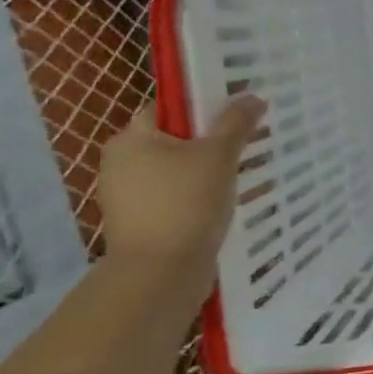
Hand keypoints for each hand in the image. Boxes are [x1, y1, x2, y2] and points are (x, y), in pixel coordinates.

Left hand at [97, 97, 263, 267]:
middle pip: (175, 139)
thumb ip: (236, 122)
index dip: (204, 105)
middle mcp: (121, 164)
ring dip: (208, 171)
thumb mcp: (218, 155)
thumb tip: (252, 97)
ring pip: (178, 171)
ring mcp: (128, 197)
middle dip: (212, 141)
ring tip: (246, 172)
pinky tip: (228, 202)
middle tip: (248, 141)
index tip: (237, 113)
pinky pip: (175, 198)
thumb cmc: (185, 204)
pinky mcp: (140, 224)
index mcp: (131, 139)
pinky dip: (199, 197)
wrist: (160, 276)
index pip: (169, 107)